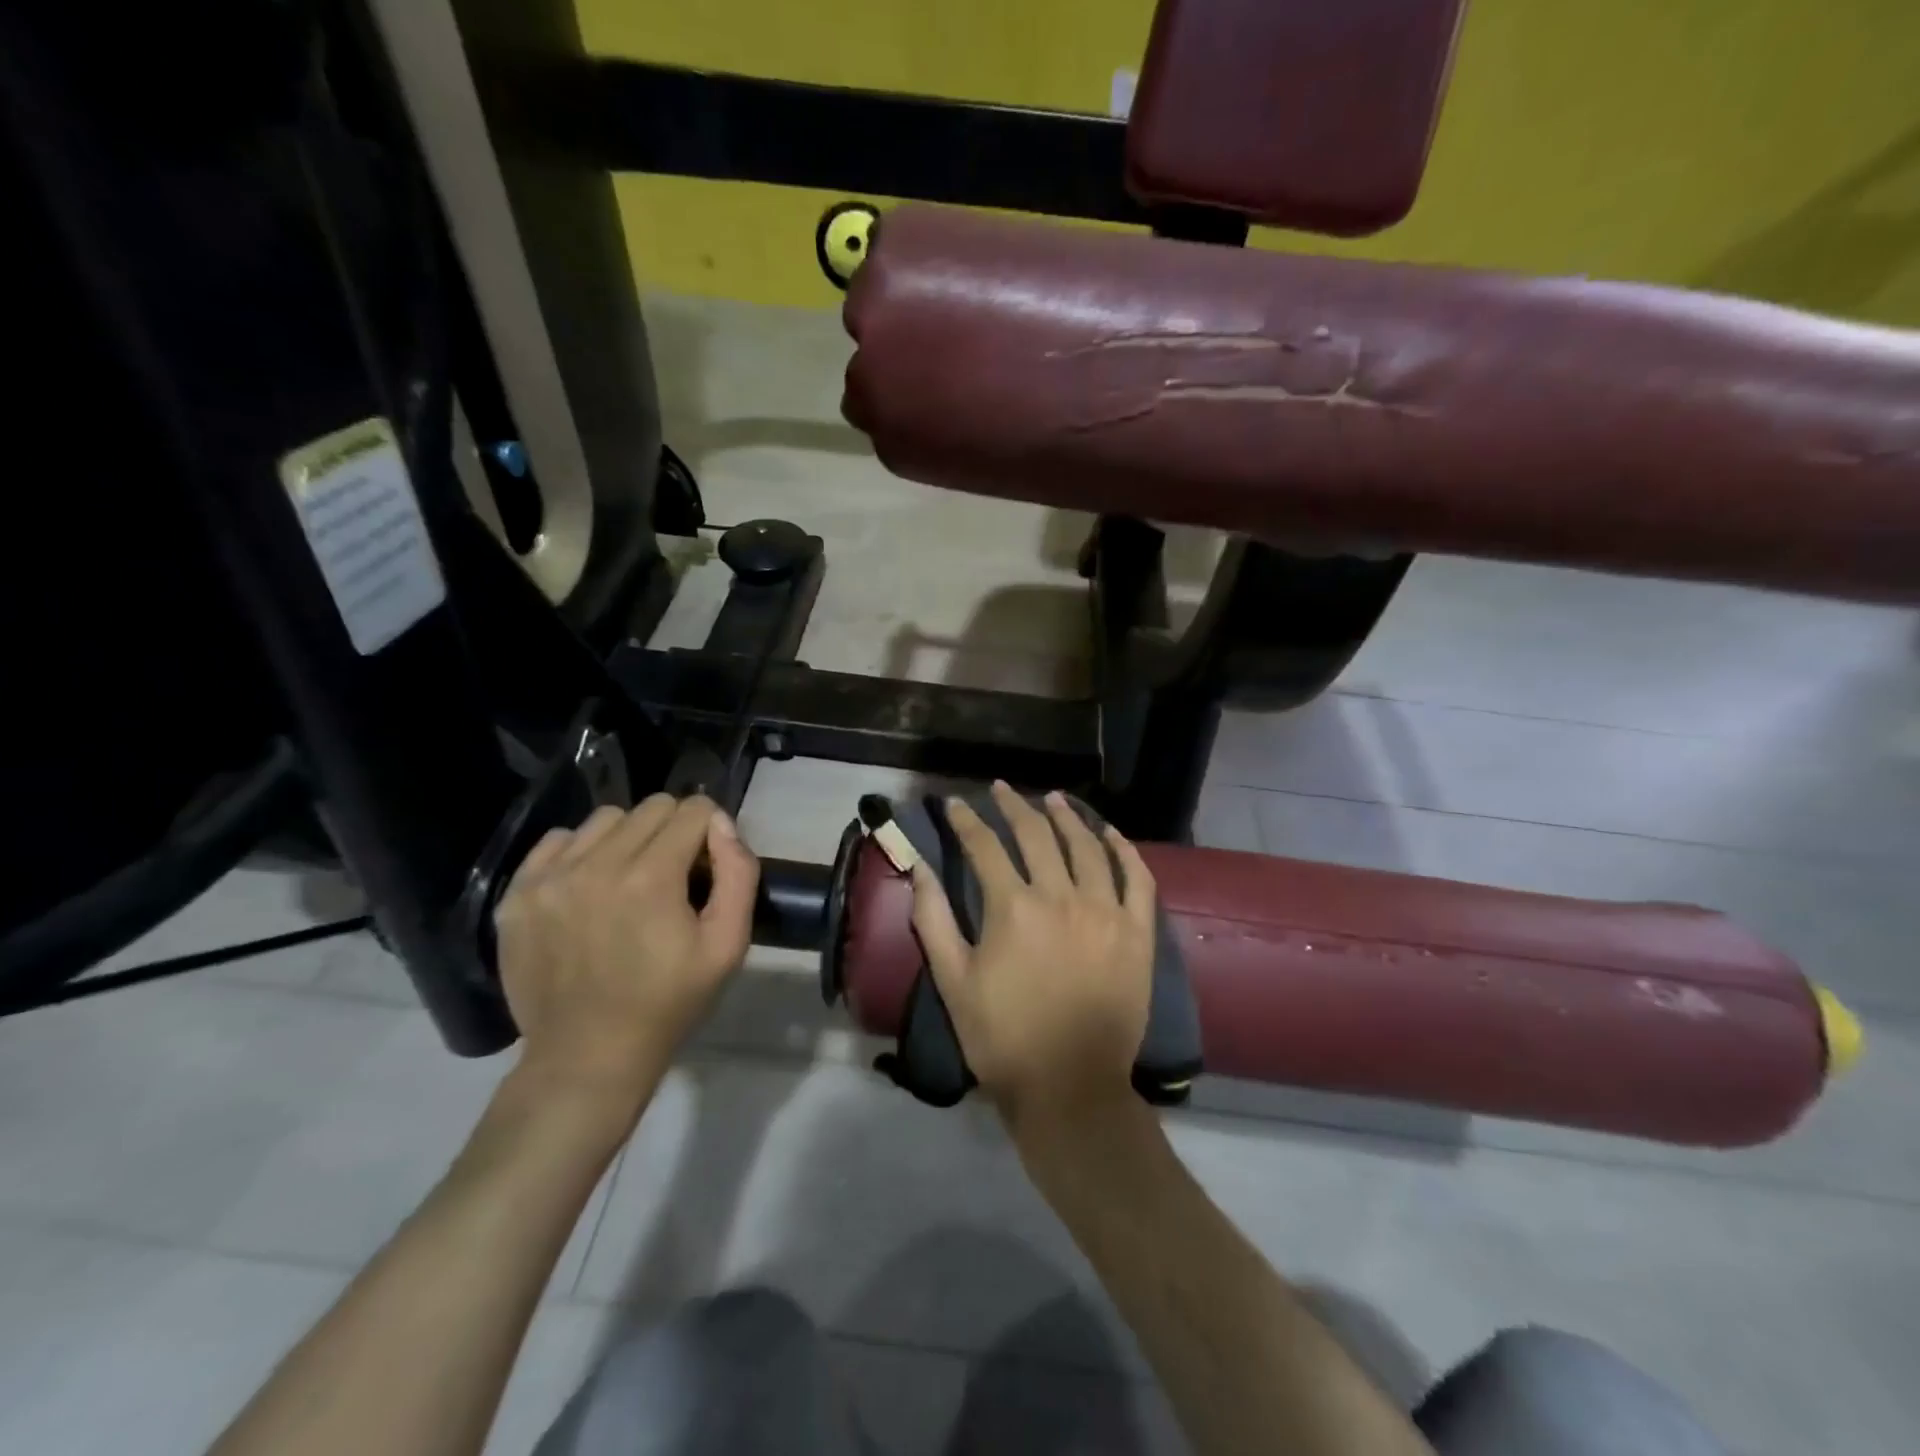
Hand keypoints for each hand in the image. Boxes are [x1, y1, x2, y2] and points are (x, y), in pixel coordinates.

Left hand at [493, 793, 758, 1113]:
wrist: (587, 1056)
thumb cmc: (669, 1002)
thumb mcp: (727, 945)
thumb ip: (738, 874)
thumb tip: (721, 825)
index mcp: (652, 877)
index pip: (693, 809)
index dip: (710, 831)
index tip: (707, 866)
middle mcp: (597, 864)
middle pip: (651, 807)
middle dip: (673, 831)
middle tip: (673, 876)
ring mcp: (550, 877)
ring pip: (605, 818)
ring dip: (628, 838)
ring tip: (629, 880)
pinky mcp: (518, 894)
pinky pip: (557, 840)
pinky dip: (581, 851)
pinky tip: (589, 886)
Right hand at [909, 781, 1155, 1133]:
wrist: (1070, 1087)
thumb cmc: (1002, 1037)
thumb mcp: (953, 981)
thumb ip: (932, 919)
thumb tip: (919, 867)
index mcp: (1013, 908)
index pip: (984, 847)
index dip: (966, 821)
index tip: (955, 804)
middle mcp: (1062, 897)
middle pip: (1037, 835)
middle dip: (1015, 806)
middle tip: (1002, 789)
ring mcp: (1106, 912)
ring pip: (1087, 847)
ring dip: (1067, 817)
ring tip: (1053, 799)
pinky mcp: (1137, 932)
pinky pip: (1137, 878)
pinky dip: (1124, 850)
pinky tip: (1110, 833)